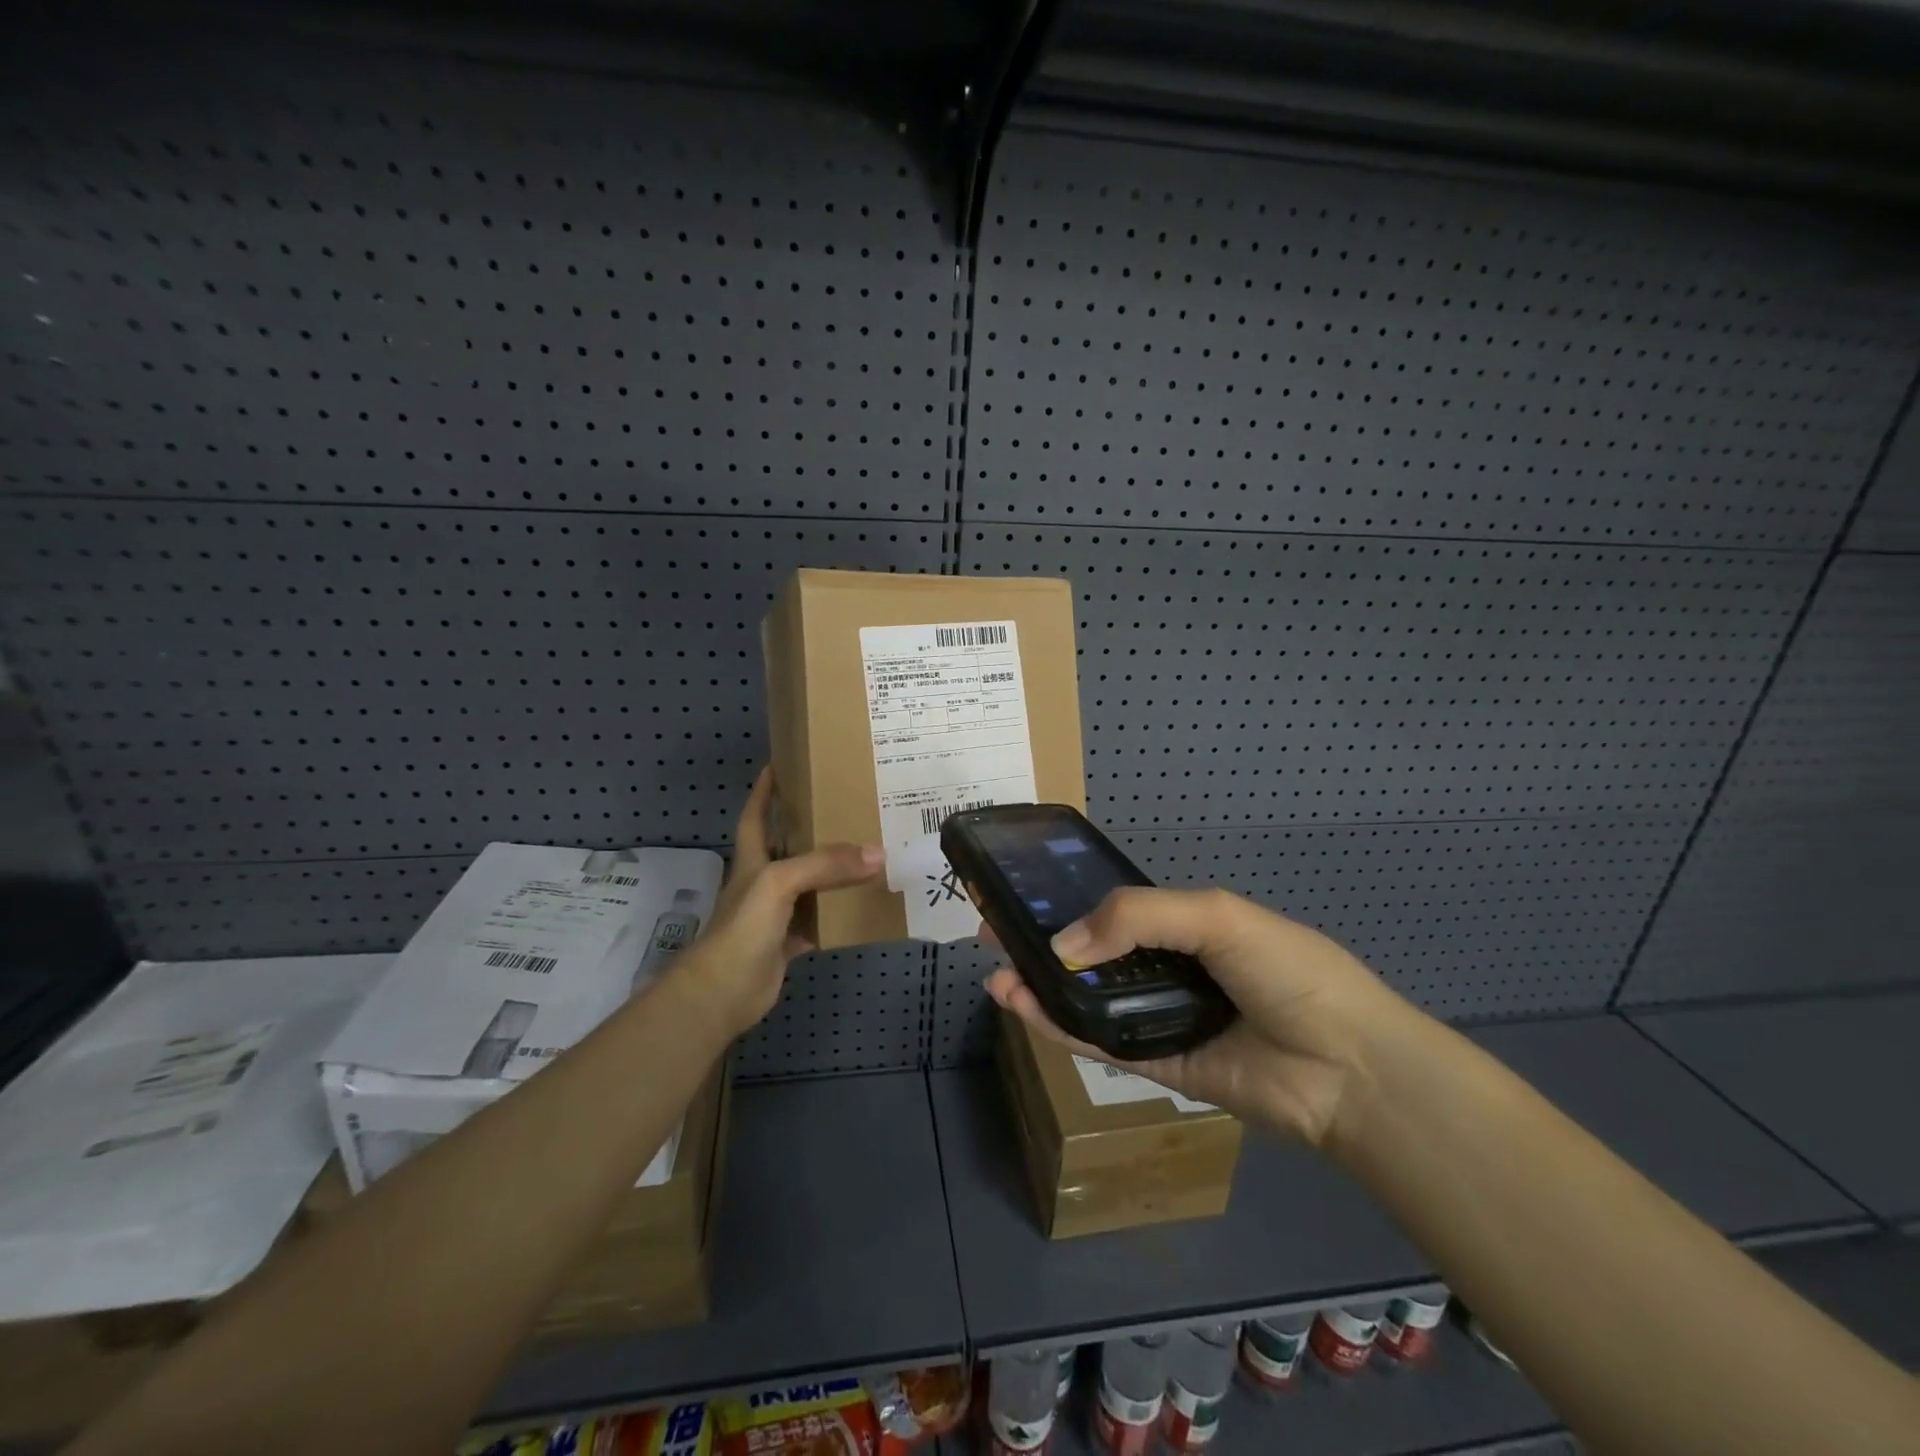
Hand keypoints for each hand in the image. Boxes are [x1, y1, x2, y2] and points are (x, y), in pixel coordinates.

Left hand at [673, 767, 882, 1038]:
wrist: (723, 991)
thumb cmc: (743, 926)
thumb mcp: (780, 882)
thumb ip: (825, 865)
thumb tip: (877, 854)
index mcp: (752, 858)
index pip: (757, 814)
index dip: (766, 789)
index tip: (783, 763)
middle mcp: (764, 880)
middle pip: (789, 846)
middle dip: (812, 826)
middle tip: (848, 806)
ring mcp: (776, 912)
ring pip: (810, 883)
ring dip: (833, 871)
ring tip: (867, 849)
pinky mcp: (789, 940)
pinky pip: (821, 920)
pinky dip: (840, 913)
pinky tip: (864, 903)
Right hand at [985, 887, 1411, 1146]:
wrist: (1348, 1068)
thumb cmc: (1288, 972)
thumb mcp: (1215, 917)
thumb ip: (1137, 917)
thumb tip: (1063, 943)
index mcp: (1185, 925)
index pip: (1113, 908)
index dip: (1067, 900)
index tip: (1021, 893)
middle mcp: (1167, 968)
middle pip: (1091, 953)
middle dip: (1042, 941)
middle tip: (991, 930)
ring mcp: (1159, 1017)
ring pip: (1087, 998)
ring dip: (1040, 985)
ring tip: (996, 971)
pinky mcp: (1156, 1065)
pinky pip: (1099, 1042)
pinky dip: (1059, 1026)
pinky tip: (1022, 1005)